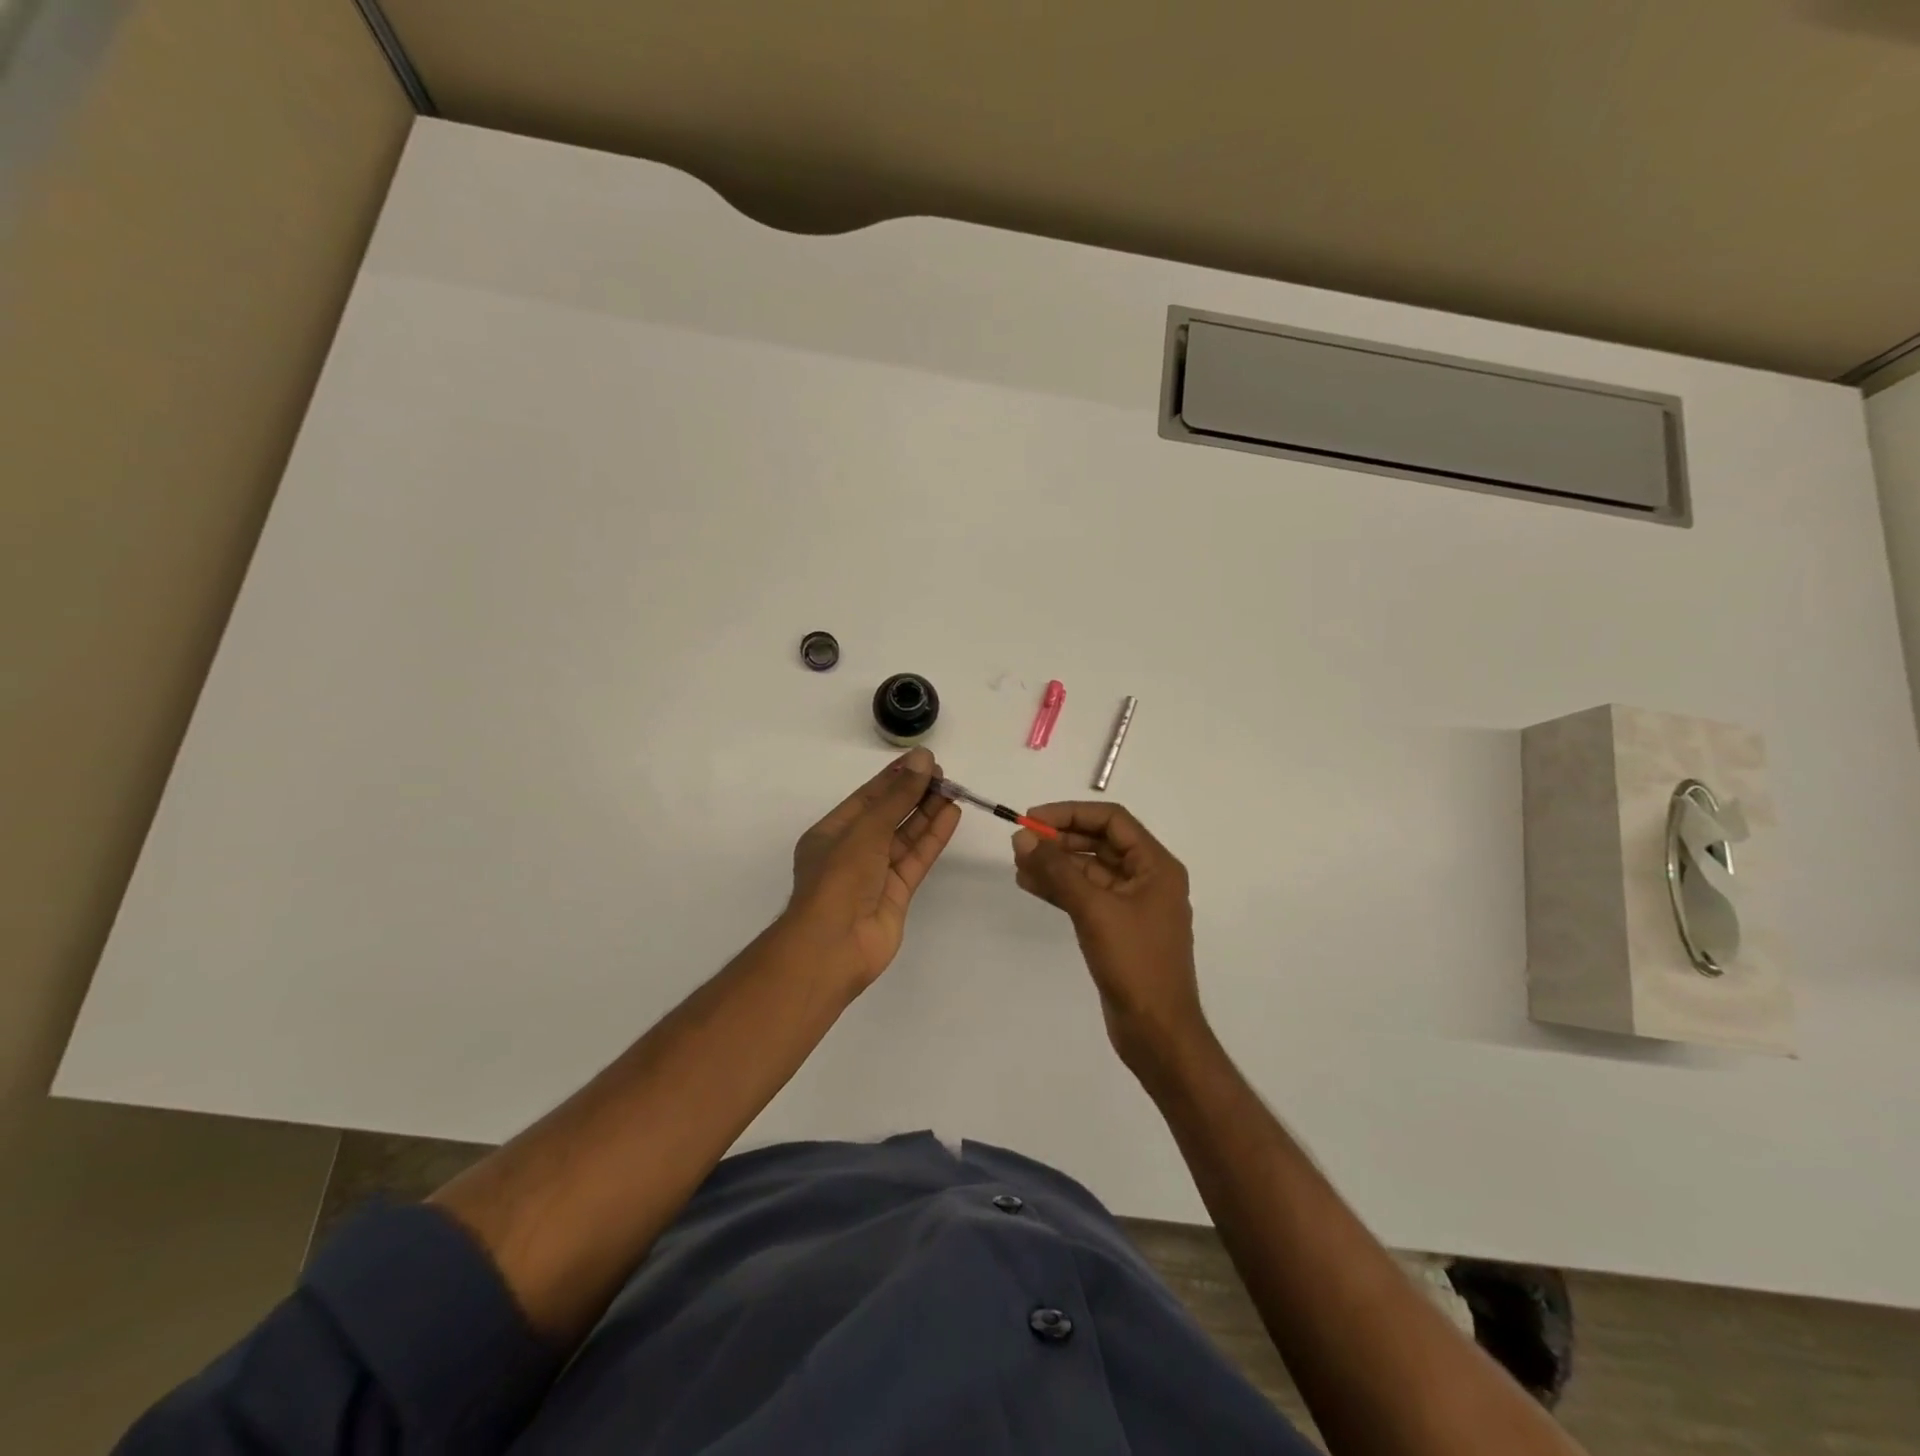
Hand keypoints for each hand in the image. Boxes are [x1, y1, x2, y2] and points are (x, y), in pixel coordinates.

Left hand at [786, 748, 960, 993]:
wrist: (834, 945)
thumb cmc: (839, 878)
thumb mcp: (866, 829)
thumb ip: (898, 796)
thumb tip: (922, 759)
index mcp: (831, 833)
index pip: (867, 798)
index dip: (894, 778)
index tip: (922, 760)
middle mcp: (852, 851)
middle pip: (888, 816)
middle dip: (914, 794)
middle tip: (943, 774)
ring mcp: (875, 875)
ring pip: (905, 837)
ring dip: (927, 813)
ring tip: (953, 790)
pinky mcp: (896, 894)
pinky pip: (916, 859)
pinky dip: (933, 838)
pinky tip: (951, 816)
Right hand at [1011, 802, 1206, 1070]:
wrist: (1157, 1031)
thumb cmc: (1135, 963)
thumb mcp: (1094, 909)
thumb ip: (1057, 870)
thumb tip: (1023, 838)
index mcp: (1156, 866)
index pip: (1112, 821)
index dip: (1070, 814)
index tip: (1033, 819)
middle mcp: (1147, 878)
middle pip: (1099, 843)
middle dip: (1060, 840)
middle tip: (1021, 843)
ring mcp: (1132, 905)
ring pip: (1089, 870)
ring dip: (1056, 864)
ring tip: (1018, 864)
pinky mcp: (1117, 928)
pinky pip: (1086, 896)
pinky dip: (1060, 888)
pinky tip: (1031, 884)